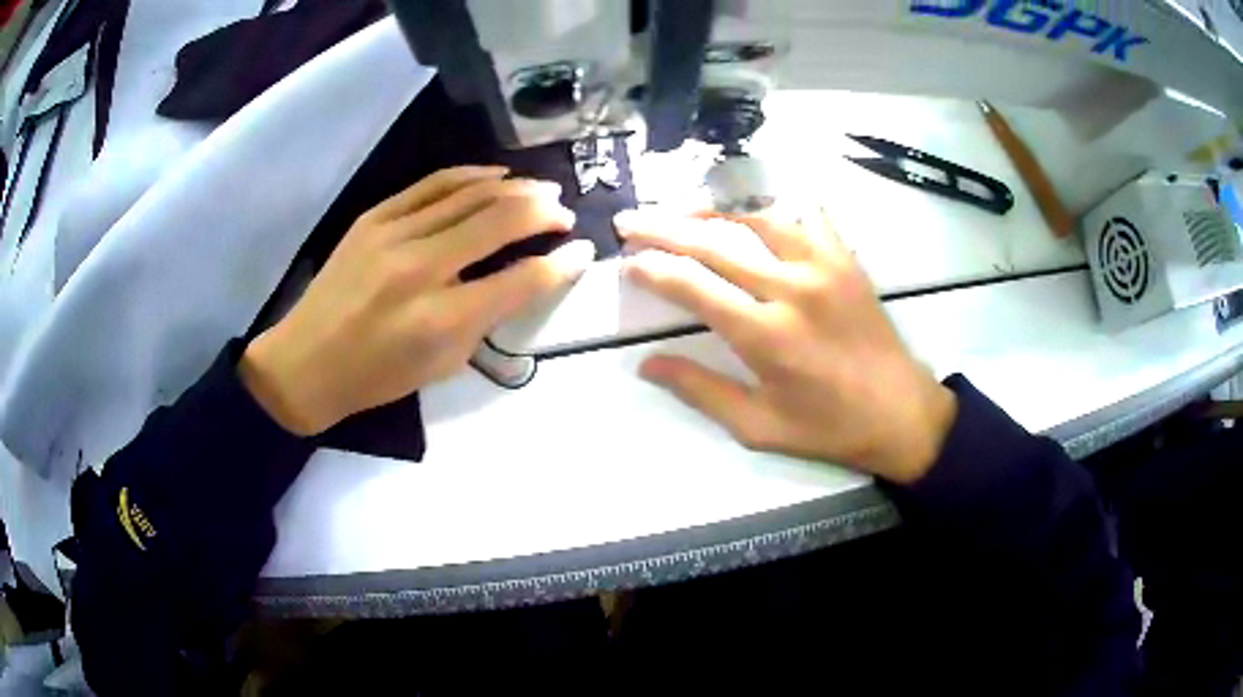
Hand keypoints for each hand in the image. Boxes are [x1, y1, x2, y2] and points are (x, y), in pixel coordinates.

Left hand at [239, 166, 593, 435]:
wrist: (306, 362)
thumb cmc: (377, 376)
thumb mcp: (442, 364)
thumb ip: (486, 317)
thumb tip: (523, 275)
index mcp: (442, 319)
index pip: (520, 280)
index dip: (561, 263)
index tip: (582, 250)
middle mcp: (421, 268)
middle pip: (500, 222)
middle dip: (544, 212)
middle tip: (565, 213)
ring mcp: (393, 235)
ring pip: (470, 194)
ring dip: (516, 188)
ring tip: (543, 188)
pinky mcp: (374, 217)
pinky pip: (433, 184)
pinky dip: (471, 175)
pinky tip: (496, 175)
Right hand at [617, 209, 955, 483]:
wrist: (901, 413)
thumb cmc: (828, 428)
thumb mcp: (758, 426)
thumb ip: (701, 391)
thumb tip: (647, 364)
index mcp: (766, 335)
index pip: (693, 286)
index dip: (652, 269)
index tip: (628, 263)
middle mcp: (792, 288)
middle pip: (715, 242)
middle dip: (664, 228)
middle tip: (631, 221)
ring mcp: (824, 265)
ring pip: (756, 216)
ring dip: (712, 210)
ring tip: (681, 210)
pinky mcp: (846, 258)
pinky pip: (807, 214)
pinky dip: (775, 207)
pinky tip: (754, 208)